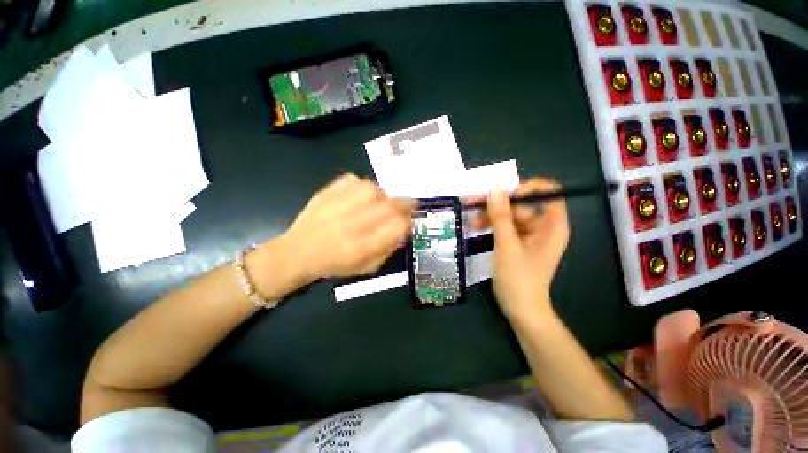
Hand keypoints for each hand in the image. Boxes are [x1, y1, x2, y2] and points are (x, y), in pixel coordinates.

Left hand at [278, 173, 413, 283]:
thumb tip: (404, 227)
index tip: (409, 220)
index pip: (397, 226)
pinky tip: (359, 196)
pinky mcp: (325, 193)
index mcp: (361, 248)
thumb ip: (389, 248)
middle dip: (404, 204)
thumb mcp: (367, 267)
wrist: (297, 253)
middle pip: (388, 205)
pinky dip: (362, 186)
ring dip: (382, 195)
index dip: (408, 220)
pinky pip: (353, 180)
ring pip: (372, 189)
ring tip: (378, 203)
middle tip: (406, 205)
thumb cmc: (335, 264)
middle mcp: (350, 225)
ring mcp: (336, 206)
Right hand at [471, 178, 569, 320]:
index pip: (548, 192)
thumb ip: (501, 216)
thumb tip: (495, 188)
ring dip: (490, 216)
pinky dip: (491, 226)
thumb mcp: (507, 245)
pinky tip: (476, 227)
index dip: (527, 188)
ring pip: (509, 216)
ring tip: (470, 219)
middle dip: (497, 204)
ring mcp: (530, 235)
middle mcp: (543, 226)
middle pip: (521, 205)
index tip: (504, 194)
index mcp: (552, 225)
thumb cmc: (519, 279)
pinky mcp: (518, 243)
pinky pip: (505, 227)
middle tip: (472, 202)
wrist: (520, 310)